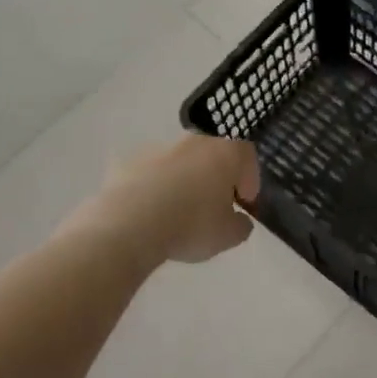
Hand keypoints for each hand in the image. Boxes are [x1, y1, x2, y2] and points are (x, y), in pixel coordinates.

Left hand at [63, 135, 261, 266]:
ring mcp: (157, 149)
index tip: (244, 201)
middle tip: (214, 206)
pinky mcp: (127, 162)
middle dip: (216, 178)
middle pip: (212, 154)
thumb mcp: (229, 236)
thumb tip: (238, 219)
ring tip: (178, 213)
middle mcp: (193, 141)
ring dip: (184, 181)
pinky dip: (154, 188)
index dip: (249, 178)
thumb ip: (241, 225)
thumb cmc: (191, 225)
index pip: (246, 154)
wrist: (129, 225)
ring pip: (180, 163)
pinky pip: (150, 174)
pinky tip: (150, 214)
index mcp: (224, 152)